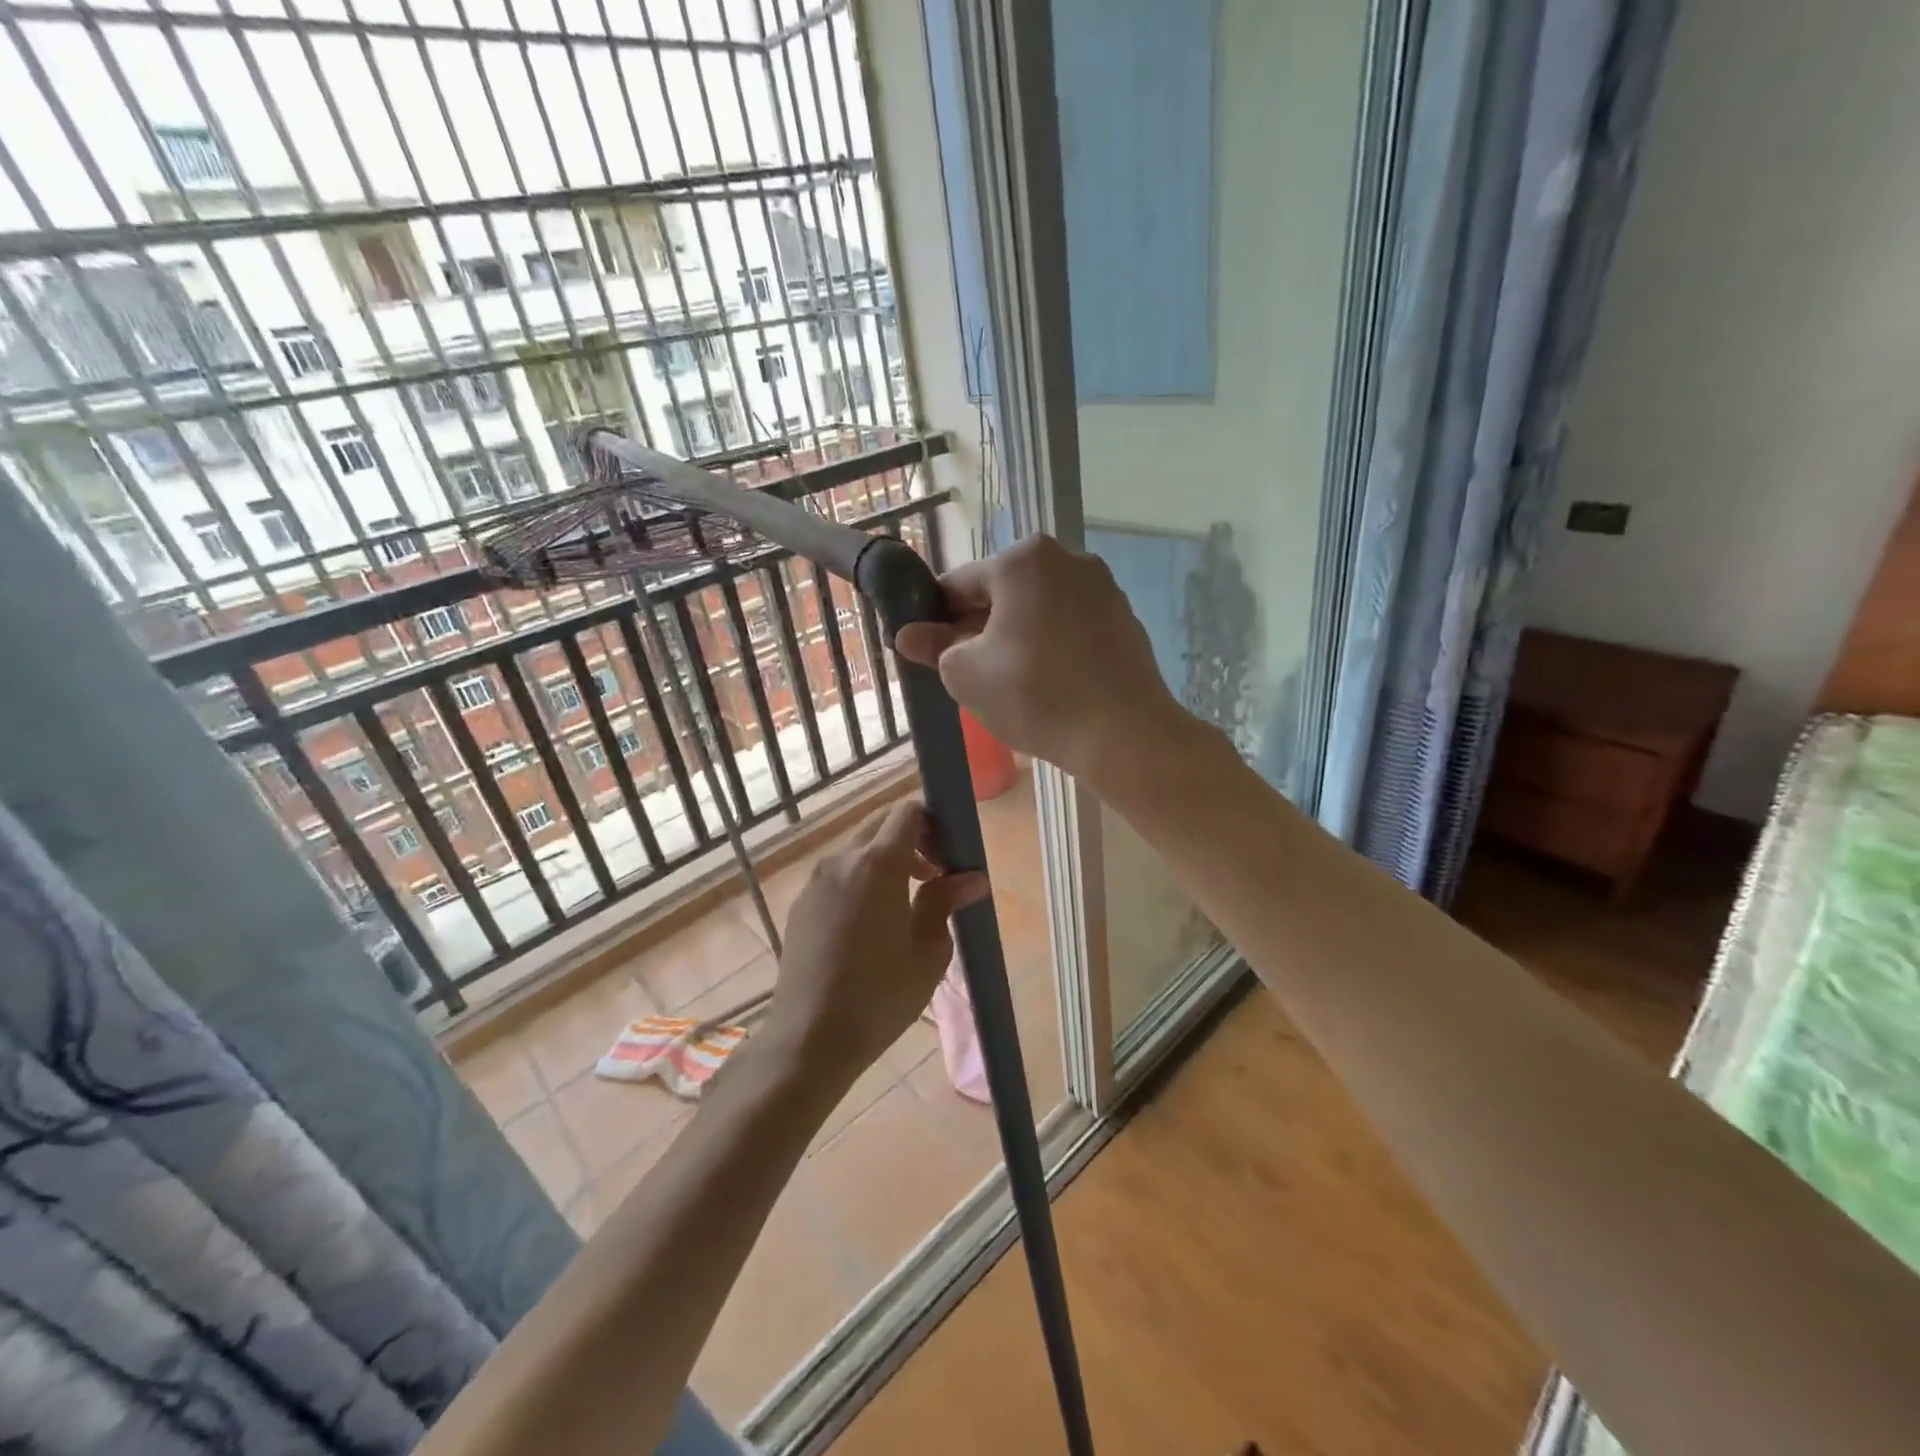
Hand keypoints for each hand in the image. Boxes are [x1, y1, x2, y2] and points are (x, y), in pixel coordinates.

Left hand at [765, 800, 988, 1079]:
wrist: (810, 1038)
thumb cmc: (881, 996)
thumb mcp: (928, 952)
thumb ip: (945, 903)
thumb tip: (972, 878)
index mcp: (878, 864)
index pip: (907, 812)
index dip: (934, 824)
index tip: (949, 858)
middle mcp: (842, 860)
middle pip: (880, 824)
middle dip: (911, 839)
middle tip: (934, 877)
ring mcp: (816, 881)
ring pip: (857, 849)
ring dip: (885, 860)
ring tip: (906, 903)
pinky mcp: (802, 904)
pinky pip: (838, 874)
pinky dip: (860, 880)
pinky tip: (871, 924)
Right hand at [893, 534, 1190, 786]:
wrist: (1123, 734)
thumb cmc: (1035, 695)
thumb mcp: (967, 674)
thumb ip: (936, 647)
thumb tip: (908, 636)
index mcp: (1022, 561)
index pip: (960, 585)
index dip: (937, 619)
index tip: (929, 650)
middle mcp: (1066, 559)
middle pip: (1002, 593)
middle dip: (979, 627)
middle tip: (967, 672)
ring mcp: (1101, 587)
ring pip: (1038, 609)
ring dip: (1015, 636)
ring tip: (1008, 682)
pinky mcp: (1124, 618)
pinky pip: (1070, 625)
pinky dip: (1051, 645)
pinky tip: (1047, 682)